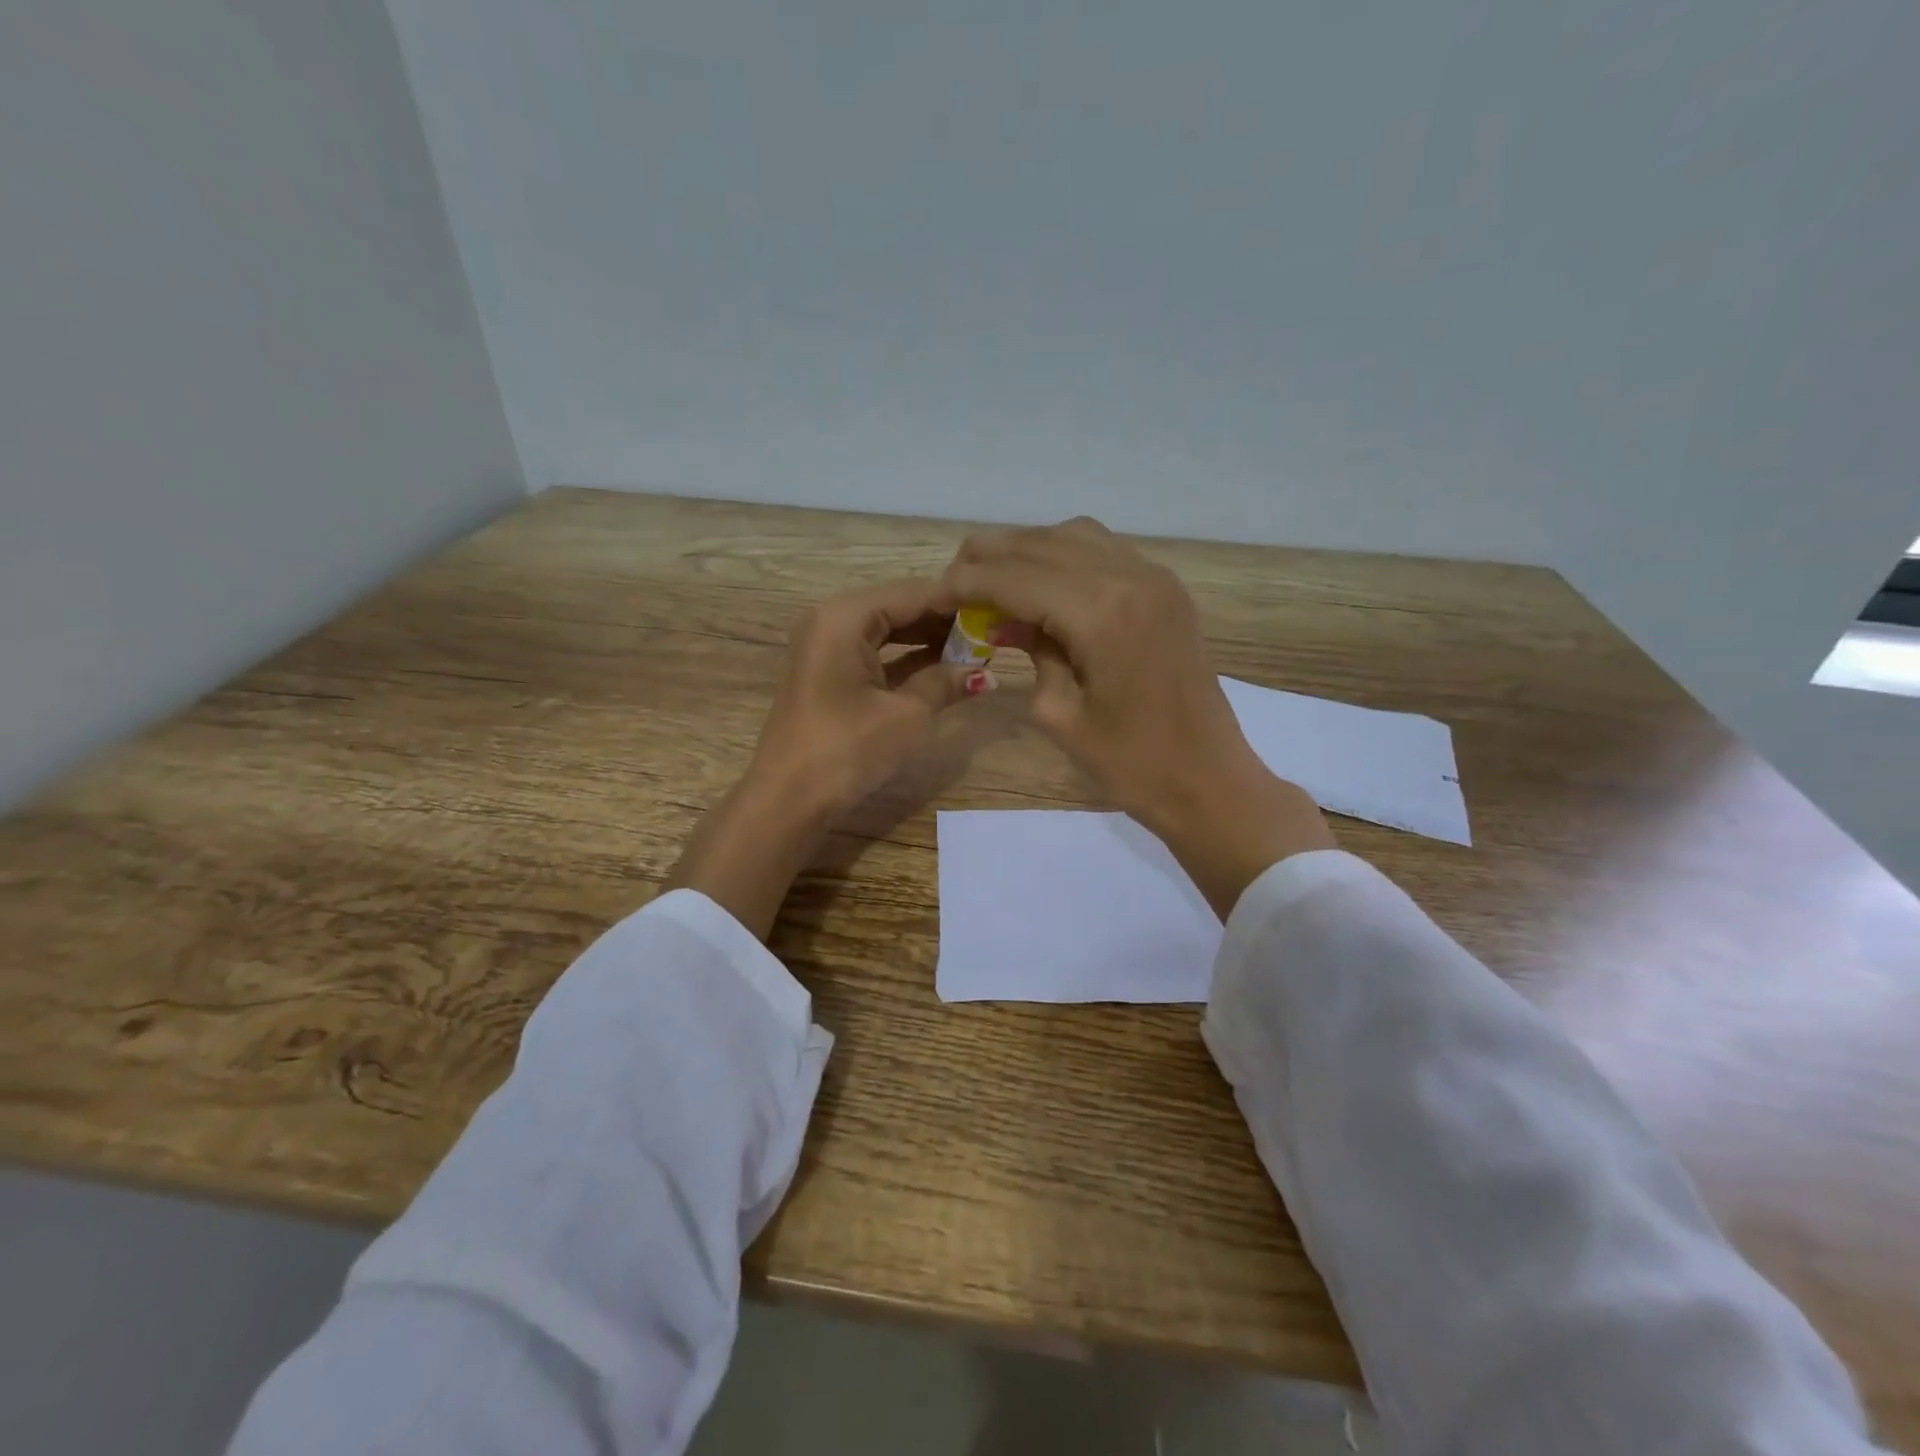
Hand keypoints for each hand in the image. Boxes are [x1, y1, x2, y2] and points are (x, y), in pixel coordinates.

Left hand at [664, 579, 982, 937]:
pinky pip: (876, 655)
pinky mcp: (829, 676)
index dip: (958, 602)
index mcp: (846, 616)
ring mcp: (827, 649)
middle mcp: (833, 621)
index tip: (1000, 608)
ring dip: (929, 642)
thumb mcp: (907, 715)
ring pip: (888, 632)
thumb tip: (984, 673)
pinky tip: (944, 671)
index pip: (913, 593)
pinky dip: (907, 662)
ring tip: (977, 651)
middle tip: (994, 632)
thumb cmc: (847, 749)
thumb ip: (945, 683)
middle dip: (945, 622)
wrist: (788, 801)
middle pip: (899, 608)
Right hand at [940, 518, 1332, 915]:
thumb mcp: (1060, 713)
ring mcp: (1155, 577)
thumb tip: (1005, 617)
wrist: (1209, 780)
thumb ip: (1031, 650)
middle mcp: (1129, 577)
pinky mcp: (1166, 588)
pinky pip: (1104, 550)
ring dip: (1026, 551)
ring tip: (994, 580)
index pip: (1015, 577)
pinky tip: (1043, 585)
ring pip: (1072, 536)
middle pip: (1041, 543)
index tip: (934, 595)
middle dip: (990, 558)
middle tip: (955, 584)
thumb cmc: (1130, 764)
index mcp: (1100, 613)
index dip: (967, 583)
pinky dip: (1063, 556)